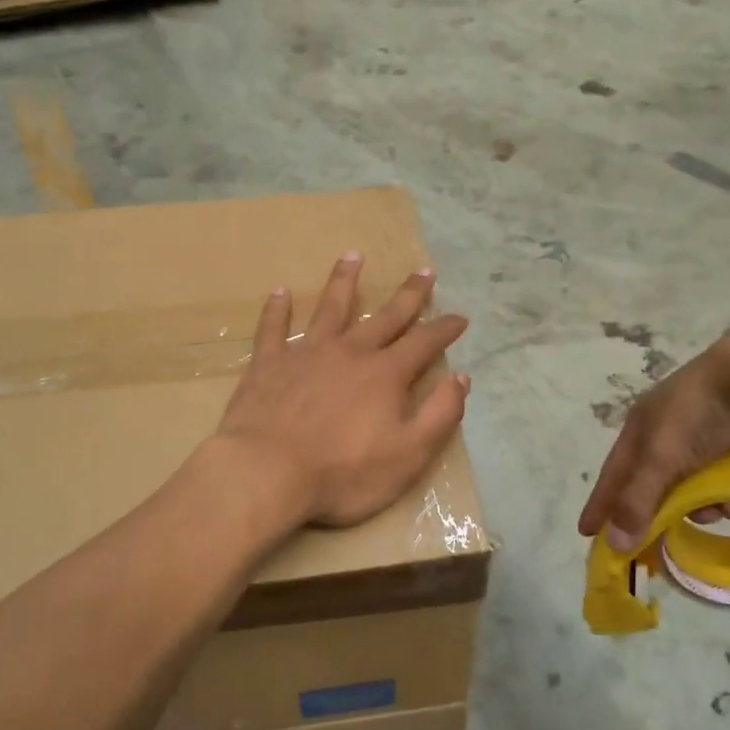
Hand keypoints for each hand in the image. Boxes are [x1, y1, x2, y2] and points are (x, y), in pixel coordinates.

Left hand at [216, 253, 470, 527]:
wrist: (268, 473)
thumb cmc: (344, 473)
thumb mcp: (409, 454)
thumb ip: (440, 414)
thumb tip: (462, 378)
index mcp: (385, 375)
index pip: (424, 343)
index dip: (445, 329)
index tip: (460, 316)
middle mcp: (350, 353)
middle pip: (385, 316)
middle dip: (409, 294)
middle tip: (424, 270)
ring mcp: (307, 354)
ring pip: (330, 308)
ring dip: (344, 281)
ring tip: (353, 256)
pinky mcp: (268, 364)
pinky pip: (273, 329)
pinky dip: (277, 309)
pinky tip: (280, 292)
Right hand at [577, 332, 729, 552]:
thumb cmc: (698, 415)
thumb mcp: (662, 459)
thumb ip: (638, 501)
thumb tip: (614, 544)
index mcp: (641, 428)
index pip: (614, 474)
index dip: (602, 503)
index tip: (588, 533)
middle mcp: (668, 433)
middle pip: (660, 487)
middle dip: (673, 511)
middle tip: (675, 540)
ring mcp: (707, 437)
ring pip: (702, 489)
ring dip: (717, 506)